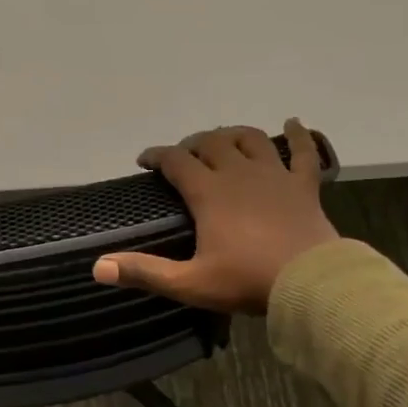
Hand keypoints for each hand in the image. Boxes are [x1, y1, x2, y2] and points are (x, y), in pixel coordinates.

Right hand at [92, 119, 339, 314]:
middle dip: (192, 144)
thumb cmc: (247, 281)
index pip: (176, 160)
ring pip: (251, 139)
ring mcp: (274, 175)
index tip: (145, 161)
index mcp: (209, 192)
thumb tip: (99, 267)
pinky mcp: (303, 185)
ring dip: (233, 135)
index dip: (157, 155)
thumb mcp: (190, 283)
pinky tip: (294, 123)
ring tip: (224, 140)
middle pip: (211, 142)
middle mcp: (239, 173)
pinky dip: (299, 135)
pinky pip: (303, 151)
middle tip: (184, 156)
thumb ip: (145, 272)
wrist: (309, 283)